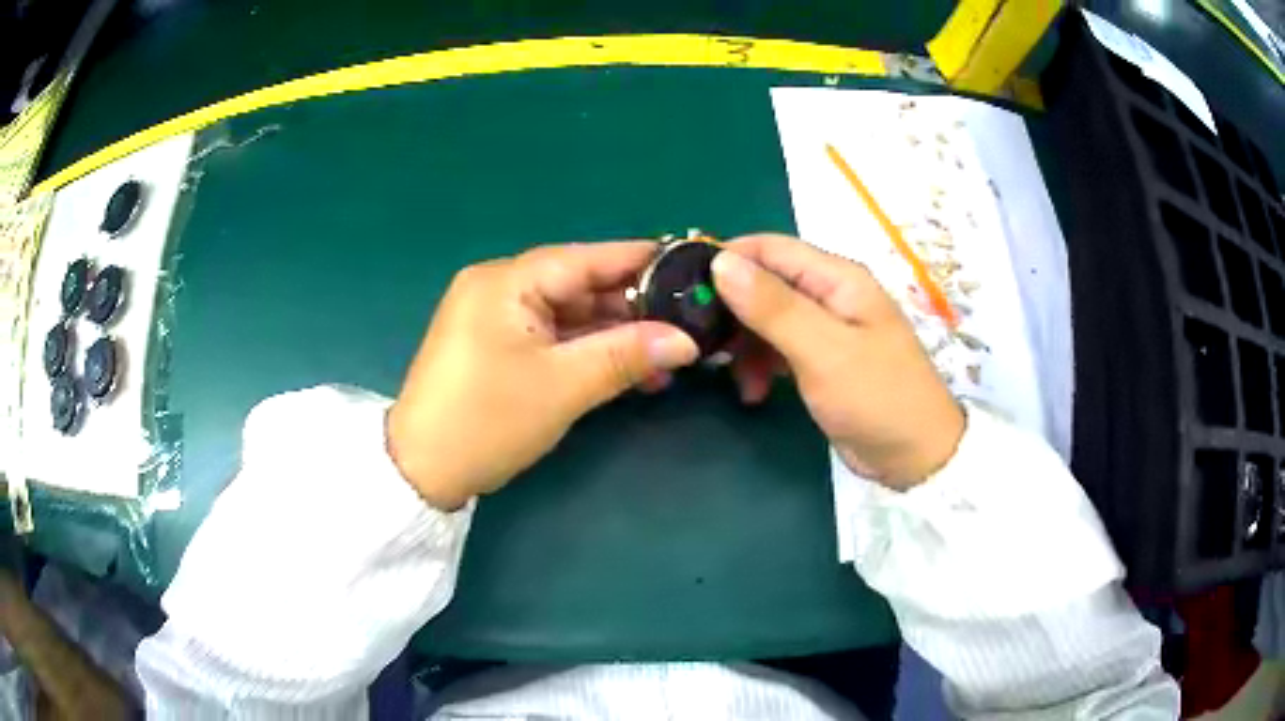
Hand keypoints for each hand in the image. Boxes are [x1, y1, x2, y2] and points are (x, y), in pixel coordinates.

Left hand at [387, 242, 698, 509]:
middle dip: (632, 307)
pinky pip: (551, 336)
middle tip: (687, 323)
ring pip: (568, 314)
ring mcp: (494, 317)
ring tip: (667, 356)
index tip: (690, 265)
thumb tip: (688, 341)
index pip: (585, 258)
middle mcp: (498, 287)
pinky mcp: (494, 345)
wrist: (421, 471)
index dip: (640, 261)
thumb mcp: (563, 386)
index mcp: (506, 281)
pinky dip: (586, 350)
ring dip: (613, 335)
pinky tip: (627, 368)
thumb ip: (626, 355)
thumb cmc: (487, 421)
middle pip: (578, 285)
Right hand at [711, 234, 963, 487]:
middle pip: (767, 283)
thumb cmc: (876, 397)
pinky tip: (755, 391)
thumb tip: (722, 262)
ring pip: (768, 318)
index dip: (727, 259)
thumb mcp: (823, 351)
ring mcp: (827, 328)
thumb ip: (773, 306)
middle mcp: (831, 294)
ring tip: (733, 377)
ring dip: (745, 344)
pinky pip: (780, 347)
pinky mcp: (823, 359)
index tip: (684, 286)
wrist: (916, 457)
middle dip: (732, 309)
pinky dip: (762, 364)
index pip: (771, 248)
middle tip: (702, 342)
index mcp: (838, 278)